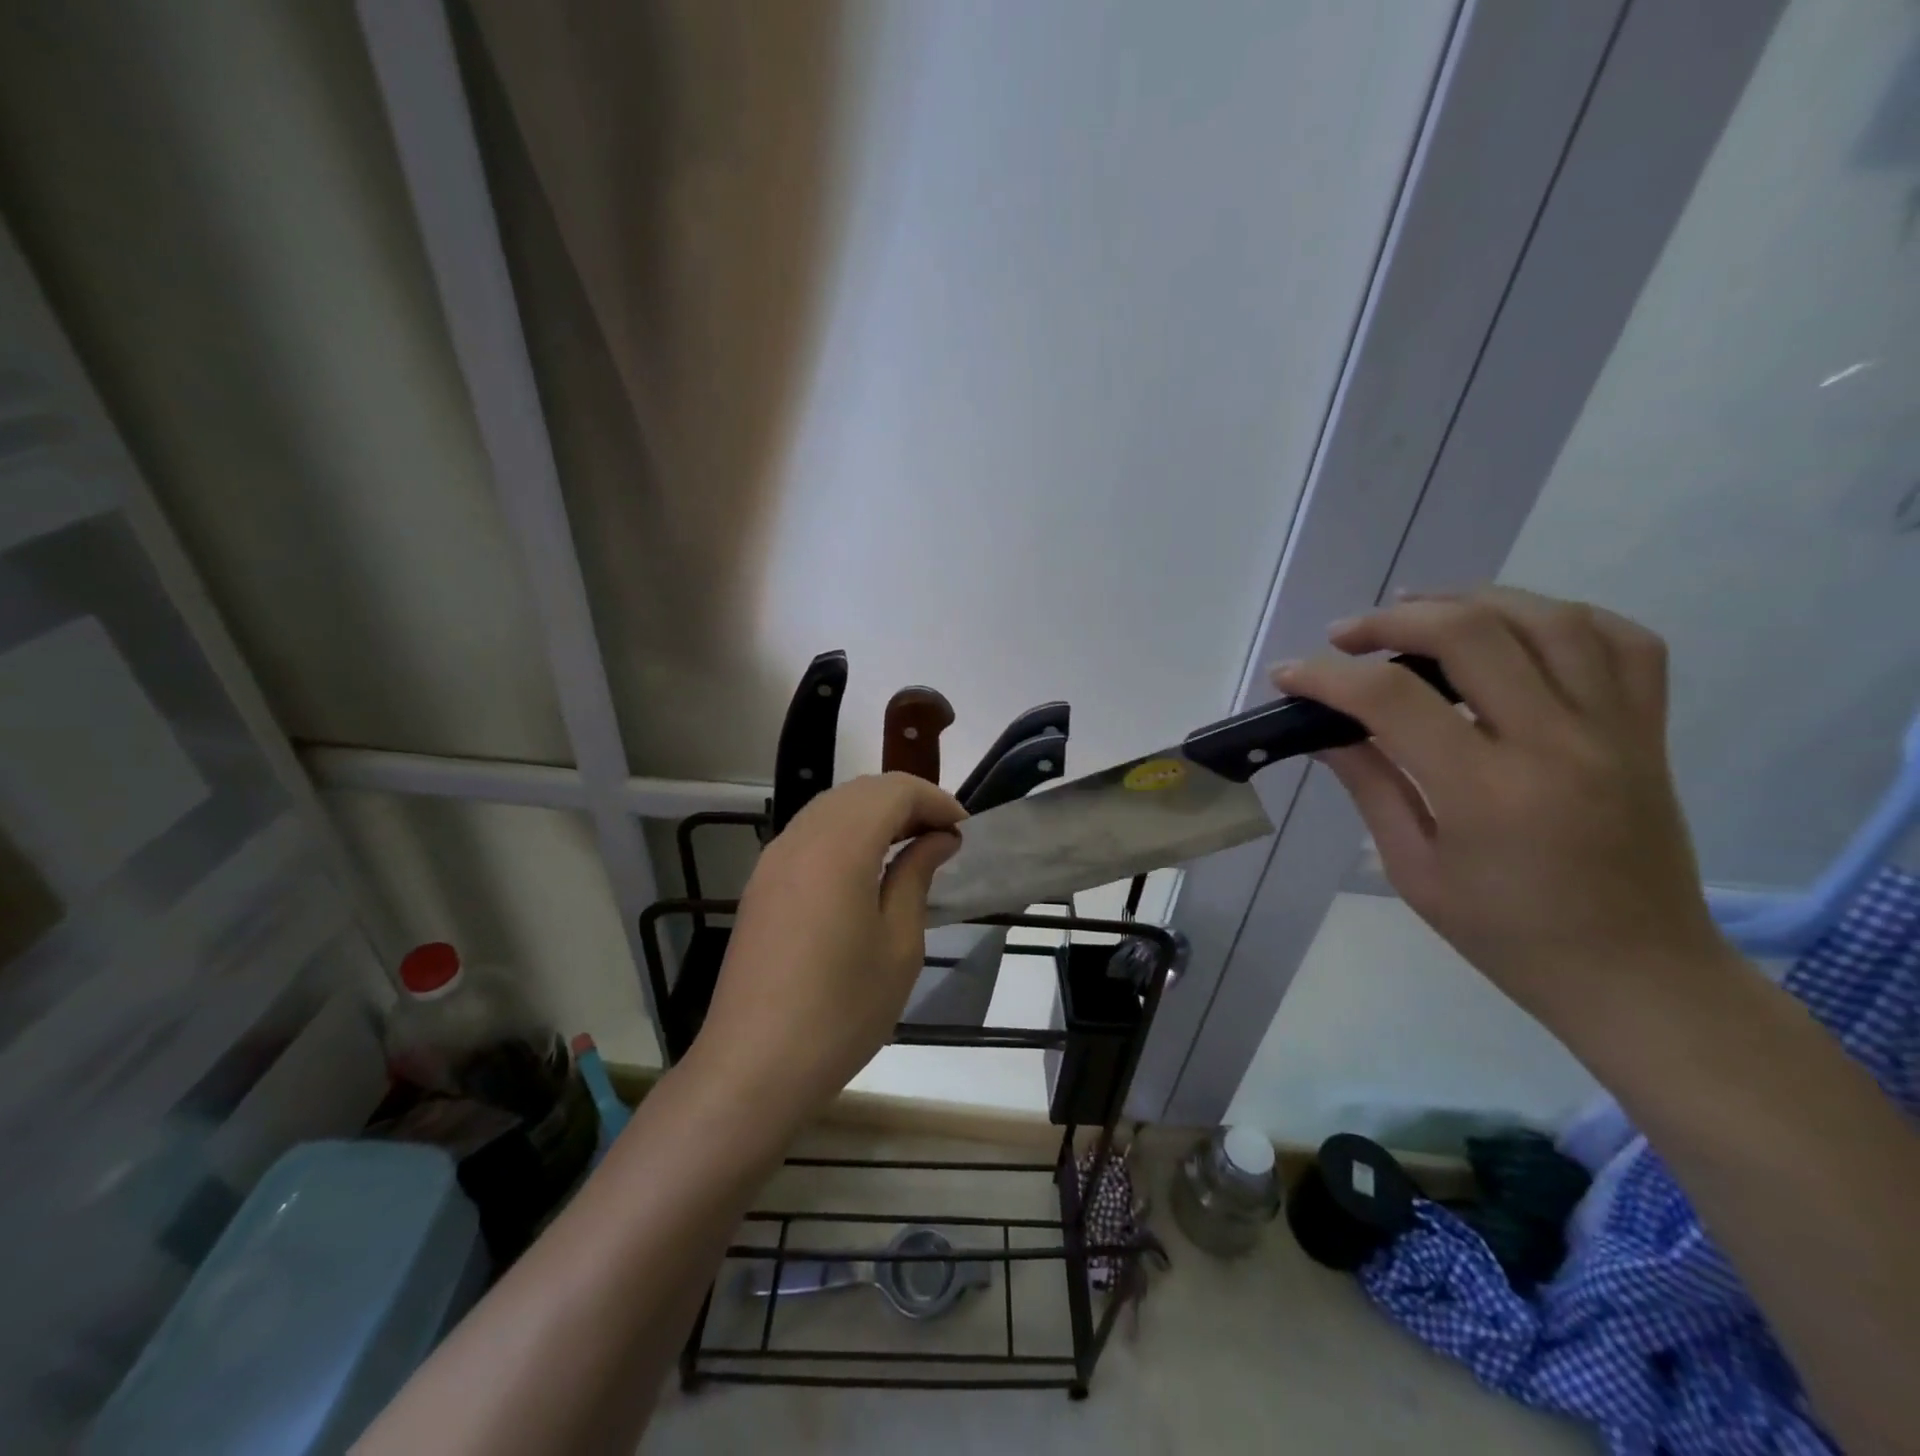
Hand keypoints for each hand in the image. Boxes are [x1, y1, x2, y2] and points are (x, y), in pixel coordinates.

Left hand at [690, 773, 965, 1117]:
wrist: (754, 1067)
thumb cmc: (841, 1011)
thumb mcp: (898, 946)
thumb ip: (916, 877)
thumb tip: (937, 840)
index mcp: (838, 848)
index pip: (893, 791)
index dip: (934, 800)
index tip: (964, 830)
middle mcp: (800, 839)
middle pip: (860, 791)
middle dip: (907, 802)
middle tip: (943, 838)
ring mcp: (773, 860)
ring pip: (831, 808)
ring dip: (875, 814)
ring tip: (910, 848)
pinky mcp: (761, 884)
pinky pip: (809, 834)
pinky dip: (846, 833)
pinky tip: (866, 869)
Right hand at [1274, 586, 1730, 1020]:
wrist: (1638, 976)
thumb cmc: (1509, 936)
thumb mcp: (1415, 872)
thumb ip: (1372, 786)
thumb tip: (1326, 731)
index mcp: (1487, 792)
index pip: (1393, 700)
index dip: (1328, 677)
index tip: (1289, 674)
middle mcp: (1558, 744)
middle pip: (1471, 634)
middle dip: (1392, 621)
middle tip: (1346, 636)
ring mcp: (1615, 731)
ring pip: (1549, 619)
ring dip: (1471, 600)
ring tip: (1419, 610)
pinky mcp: (1648, 731)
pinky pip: (1622, 642)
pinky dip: (1561, 617)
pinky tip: (1514, 626)